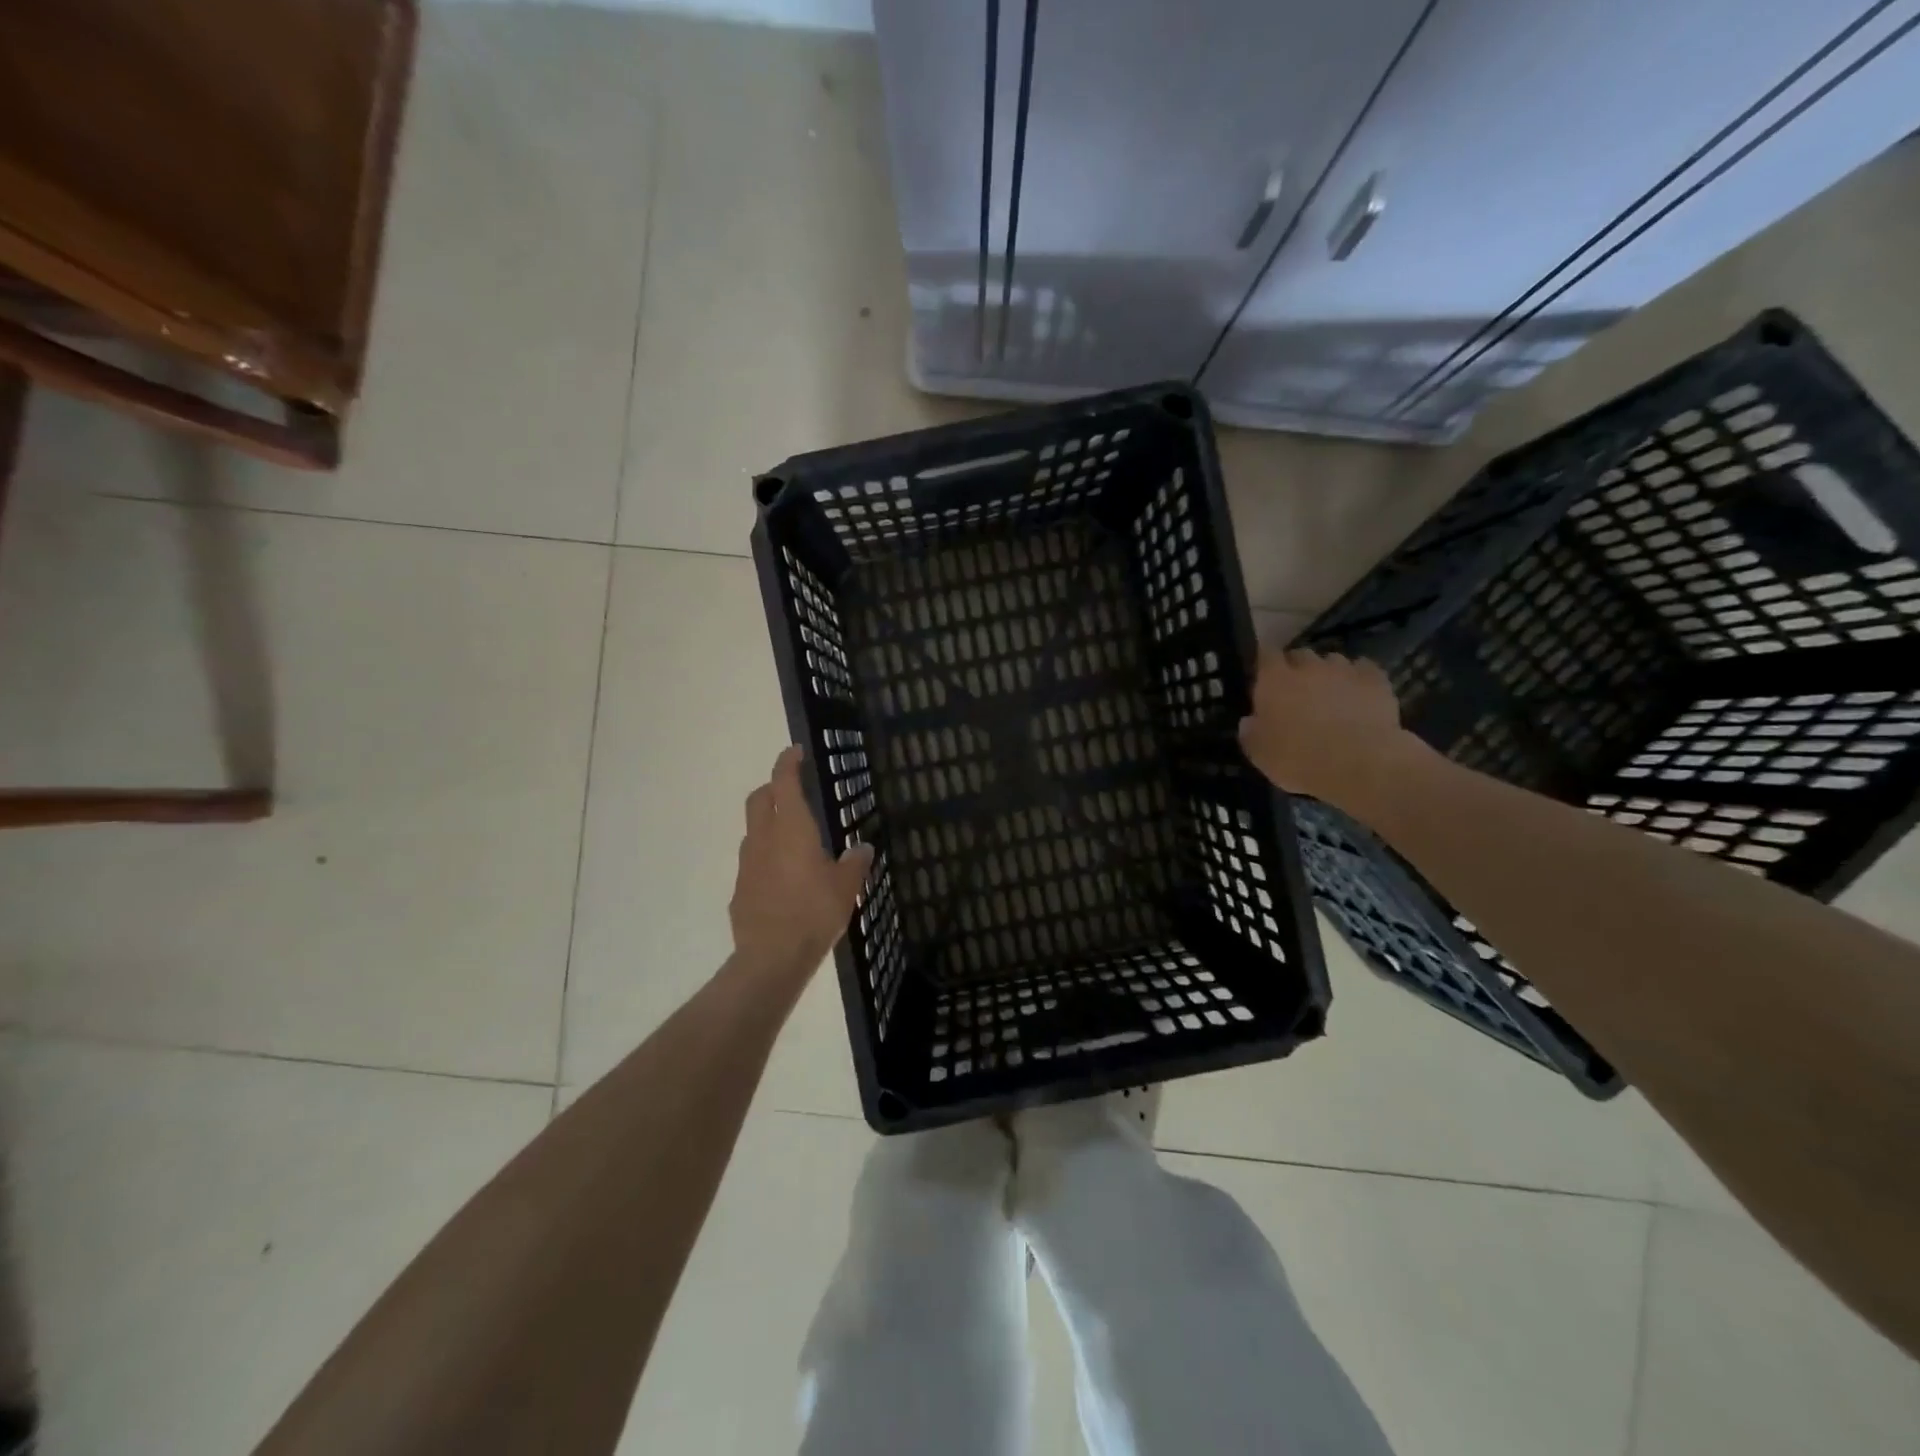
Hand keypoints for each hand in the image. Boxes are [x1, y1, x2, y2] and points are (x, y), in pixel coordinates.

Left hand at [729, 745, 874, 978]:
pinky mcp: (740, 888)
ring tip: (792, 838)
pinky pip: (753, 861)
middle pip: (759, 798)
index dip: (788, 763)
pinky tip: (784, 878)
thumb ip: (855, 863)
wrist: (771, 957)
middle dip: (772, 787)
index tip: (795, 751)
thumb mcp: (846, 887)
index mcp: (791, 828)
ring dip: (768, 823)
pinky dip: (766, 857)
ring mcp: (747, 863)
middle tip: (792, 790)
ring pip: (753, 829)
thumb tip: (864, 848)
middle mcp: (764, 838)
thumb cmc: (814, 912)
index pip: (784, 782)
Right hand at [1237, 648, 1425, 813]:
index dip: (1265, 663)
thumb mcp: (1259, 754)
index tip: (1264, 676)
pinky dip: (1360, 678)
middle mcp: (1308, 666)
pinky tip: (1359, 693)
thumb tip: (1249, 721)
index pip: (1265, 654)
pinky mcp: (1376, 681)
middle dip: (1297, 668)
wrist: (1360, 764)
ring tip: (1330, 693)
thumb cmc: (1299, 759)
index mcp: (1274, 680)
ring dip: (1328, 672)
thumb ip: (1250, 732)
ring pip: (1333, 660)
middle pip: (1300, 654)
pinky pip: (1365, 670)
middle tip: (1297, 690)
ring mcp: (1345, 670)